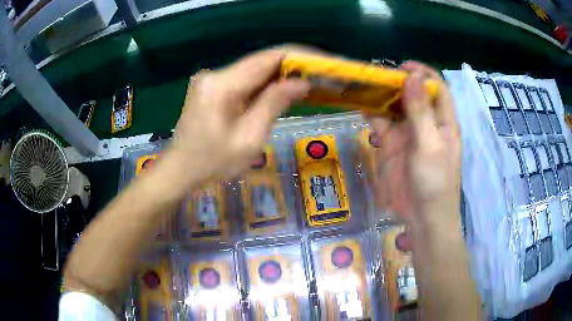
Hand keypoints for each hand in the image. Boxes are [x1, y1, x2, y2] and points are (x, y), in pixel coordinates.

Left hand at [164, 49, 309, 186]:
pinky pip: (244, 81)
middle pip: (260, 62)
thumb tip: (301, 82)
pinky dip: (264, 85)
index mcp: (221, 84)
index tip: (322, 64)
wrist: (180, 170)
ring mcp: (211, 80)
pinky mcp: (212, 88)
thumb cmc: (212, 163)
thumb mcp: (248, 139)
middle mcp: (215, 74)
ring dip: (279, 76)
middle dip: (292, 67)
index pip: (267, 58)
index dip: (298, 57)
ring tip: (308, 83)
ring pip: (253, 70)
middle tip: (320, 76)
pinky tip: (281, 92)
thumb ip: (274, 105)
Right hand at [368, 61, 460, 227]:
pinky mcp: (393, 146)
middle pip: (414, 95)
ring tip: (365, 85)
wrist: (422, 218)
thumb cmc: (435, 183)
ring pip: (396, 107)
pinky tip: (361, 106)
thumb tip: (412, 77)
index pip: (437, 89)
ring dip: (383, 96)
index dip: (423, 74)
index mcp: (443, 122)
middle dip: (398, 83)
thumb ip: (420, 112)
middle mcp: (427, 123)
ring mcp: (409, 134)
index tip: (403, 67)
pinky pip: (382, 124)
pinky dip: (373, 114)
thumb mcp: (430, 145)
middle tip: (377, 74)